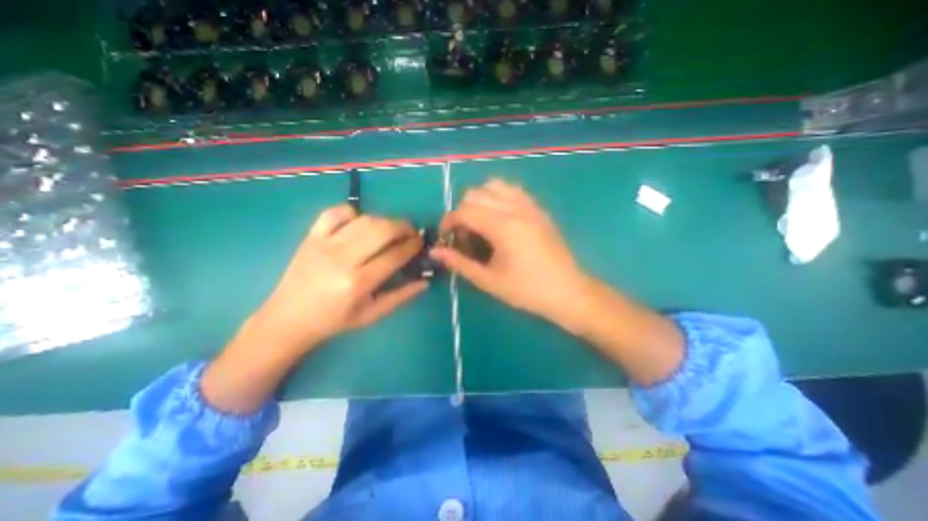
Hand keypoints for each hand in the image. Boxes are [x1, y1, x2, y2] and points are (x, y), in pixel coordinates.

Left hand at [253, 206, 428, 350]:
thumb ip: (401, 296)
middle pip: (382, 230)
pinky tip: (360, 222)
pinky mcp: (311, 237)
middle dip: (403, 227)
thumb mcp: (372, 314)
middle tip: (411, 232)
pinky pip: (334, 213)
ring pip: (364, 220)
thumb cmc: (335, 320)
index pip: (395, 255)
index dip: (412, 246)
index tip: (420, 243)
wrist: (289, 318)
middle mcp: (342, 259)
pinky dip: (352, 213)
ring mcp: (324, 244)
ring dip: (384, 220)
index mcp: (359, 282)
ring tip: (391, 229)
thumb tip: (425, 282)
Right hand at [431, 178, 590, 328]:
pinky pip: (513, 190)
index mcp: (502, 226)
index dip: (448, 222)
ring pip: (494, 185)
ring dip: (480, 200)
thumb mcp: (489, 280)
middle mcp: (515, 208)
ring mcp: (529, 206)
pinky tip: (500, 218)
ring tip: (481, 223)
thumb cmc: (527, 290)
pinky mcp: (538, 209)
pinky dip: (498, 197)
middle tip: (465, 235)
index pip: (464, 210)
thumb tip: (435, 252)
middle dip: (462, 211)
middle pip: (475, 193)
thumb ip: (459, 263)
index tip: (446, 238)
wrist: (567, 291)